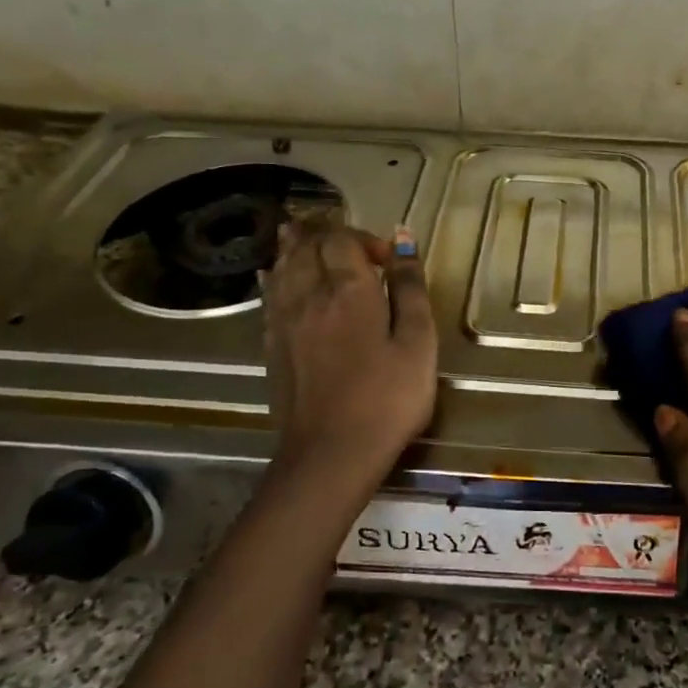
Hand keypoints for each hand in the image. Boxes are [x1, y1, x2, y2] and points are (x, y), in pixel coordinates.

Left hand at [261, 221, 437, 487]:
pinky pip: (270, 293)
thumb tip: (402, 238)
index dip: (365, 238)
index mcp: (349, 290)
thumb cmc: (388, 398)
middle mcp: (309, 295)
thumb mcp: (418, 342)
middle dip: (329, 234)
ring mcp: (284, 320)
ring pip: (283, 265)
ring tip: (309, 237)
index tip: (389, 261)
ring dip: (298, 247)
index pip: (343, 239)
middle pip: (308, 245)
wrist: (331, 453)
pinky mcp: (271, 344)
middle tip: (351, 244)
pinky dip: (278, 274)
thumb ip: (410, 288)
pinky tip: (280, 274)